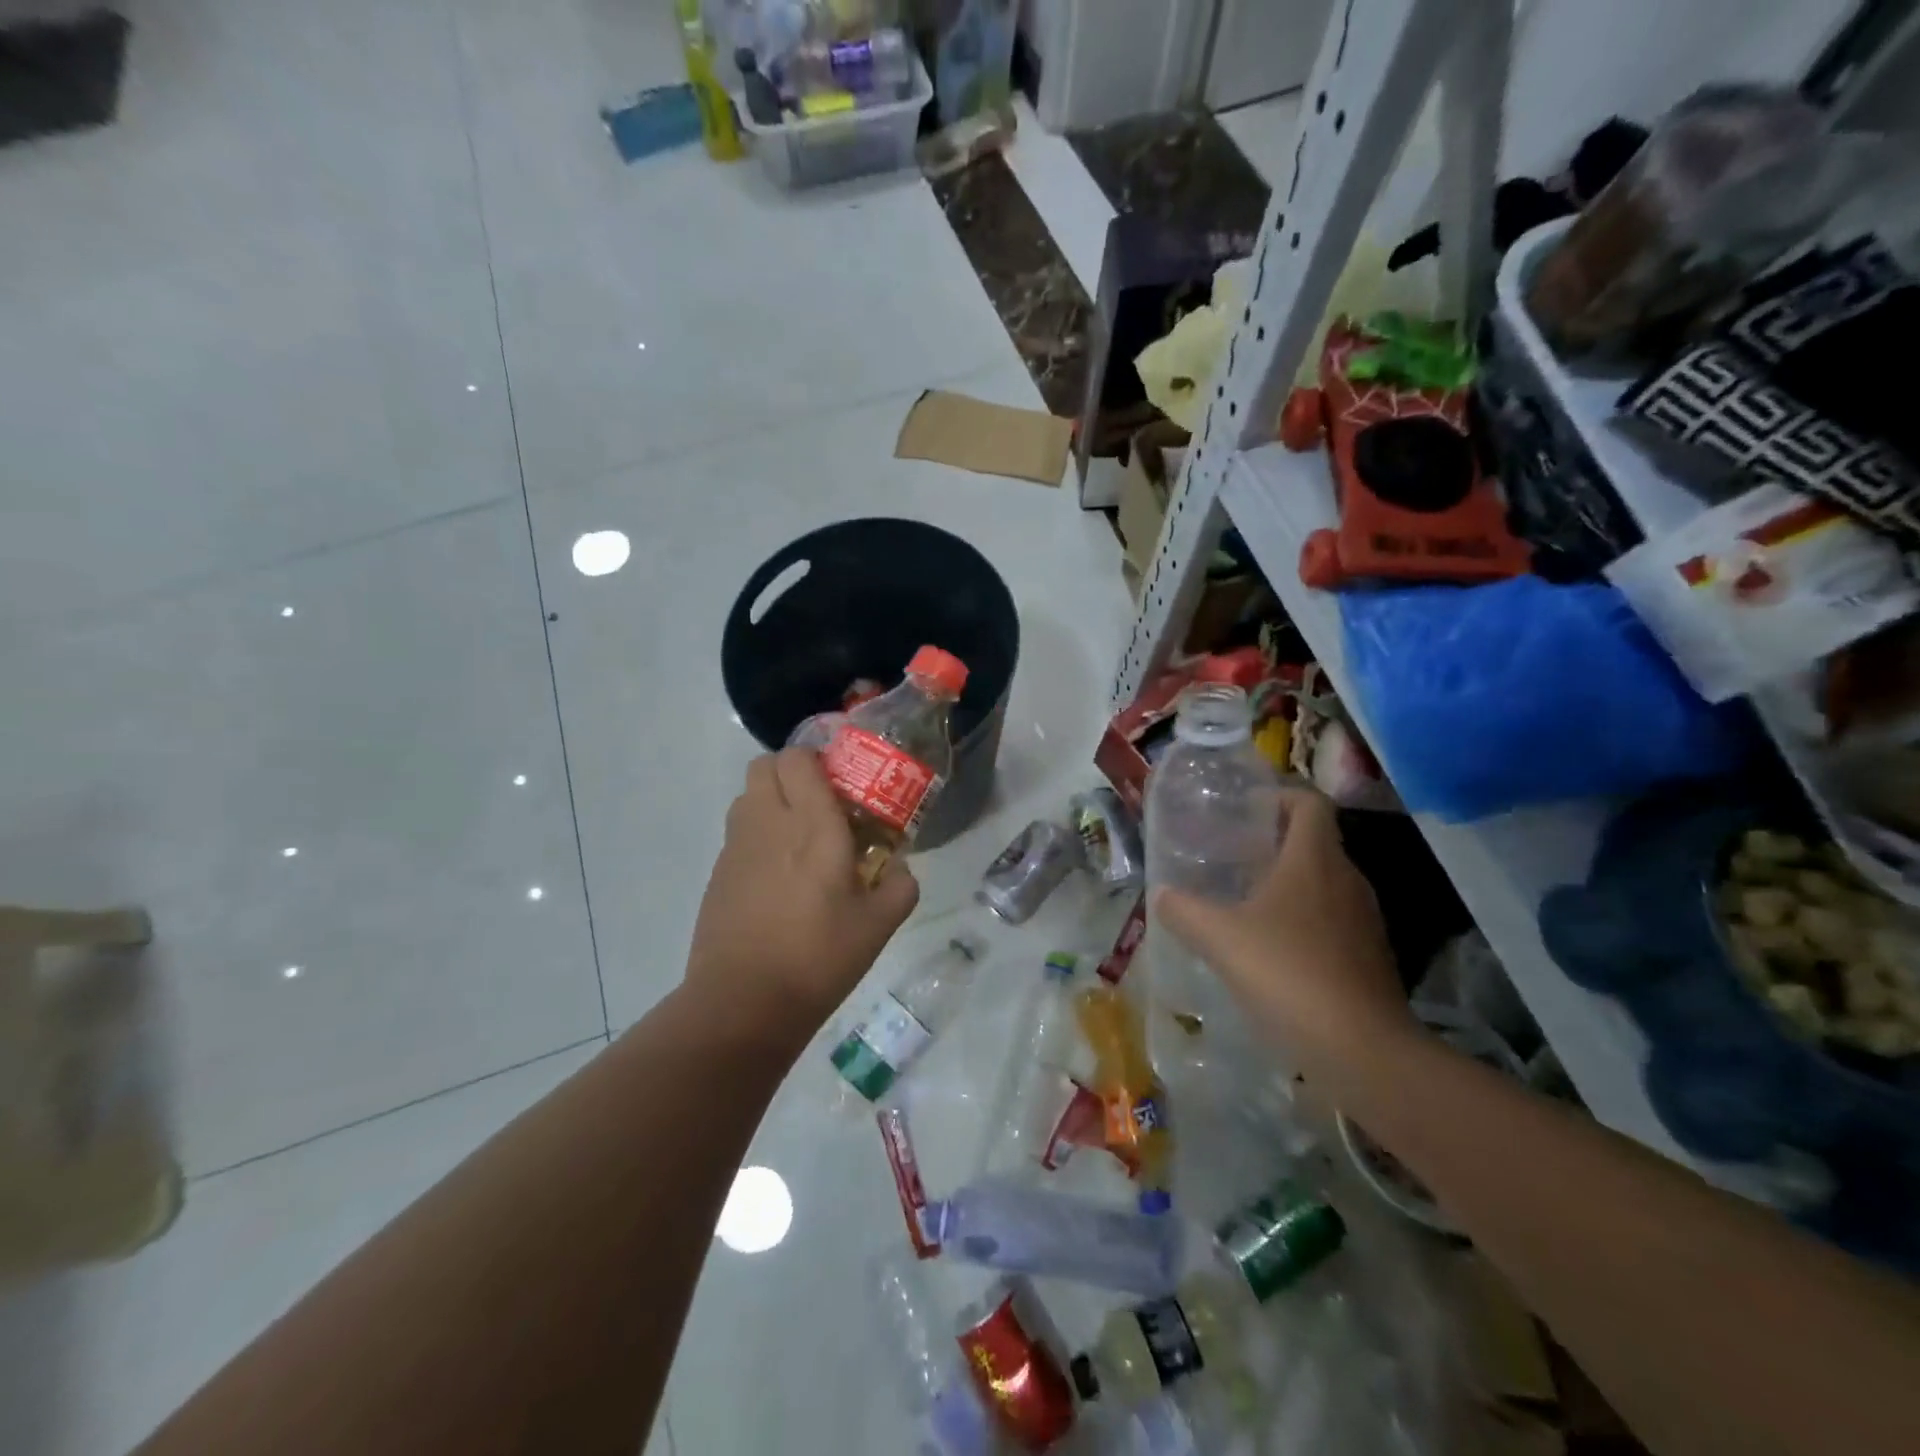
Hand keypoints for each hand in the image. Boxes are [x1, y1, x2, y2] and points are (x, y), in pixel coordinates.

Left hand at [685, 748, 919, 1040]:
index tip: (841, 780)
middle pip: (764, 765)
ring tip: (799, 837)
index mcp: (812, 825)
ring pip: (747, 796)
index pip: (798, 758)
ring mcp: (736, 847)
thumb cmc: (819, 957)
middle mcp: (768, 823)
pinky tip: (778, 876)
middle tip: (820, 802)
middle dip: (791, 772)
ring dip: (771, 800)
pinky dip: (757, 835)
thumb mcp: (880, 925)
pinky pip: (738, 832)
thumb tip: (897, 868)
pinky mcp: (718, 873)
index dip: (817, 759)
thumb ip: (899, 886)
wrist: (744, 1002)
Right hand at [1153, 789, 1416, 1085]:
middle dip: (1275, 841)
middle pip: (1315, 841)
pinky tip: (1270, 947)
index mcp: (1315, 860)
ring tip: (1244, 899)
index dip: (1280, 795)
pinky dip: (1303, 920)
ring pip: (1324, 883)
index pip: (1309, 803)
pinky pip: (1332, 920)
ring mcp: (1364, 920)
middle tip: (1232, 854)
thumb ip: (1183, 910)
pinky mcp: (1369, 957)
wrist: (1362, 1050)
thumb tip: (1160, 894)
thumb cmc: (1288, 974)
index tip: (1247, 808)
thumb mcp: (1219, 939)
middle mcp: (1346, 880)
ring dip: (1288, 883)